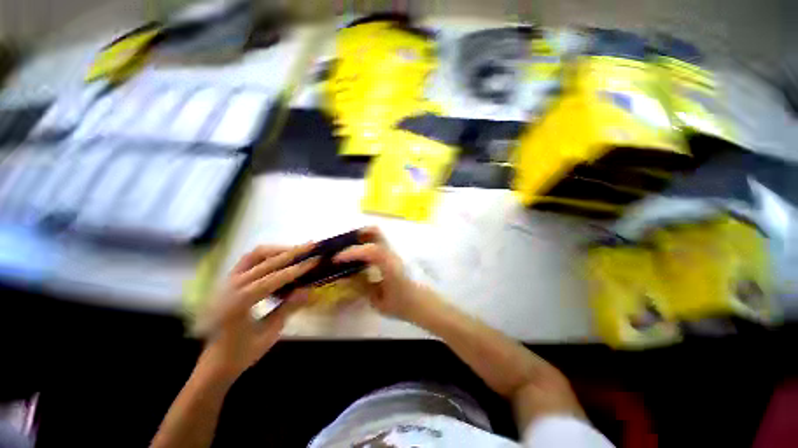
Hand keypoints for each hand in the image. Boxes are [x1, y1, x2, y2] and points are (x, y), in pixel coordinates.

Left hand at [198, 244, 318, 381]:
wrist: (214, 362)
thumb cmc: (242, 353)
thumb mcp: (270, 333)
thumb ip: (289, 307)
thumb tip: (309, 288)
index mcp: (238, 303)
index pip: (272, 279)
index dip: (296, 269)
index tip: (315, 260)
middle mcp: (230, 287)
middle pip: (265, 261)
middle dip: (292, 253)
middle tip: (312, 246)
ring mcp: (227, 281)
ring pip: (255, 255)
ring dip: (279, 250)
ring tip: (299, 250)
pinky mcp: (229, 280)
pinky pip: (249, 259)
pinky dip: (267, 254)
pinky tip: (281, 257)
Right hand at [334, 227, 426, 320]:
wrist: (424, 304)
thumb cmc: (403, 305)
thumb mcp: (379, 301)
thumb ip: (362, 287)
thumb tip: (345, 277)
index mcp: (391, 265)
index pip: (370, 250)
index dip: (351, 252)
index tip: (337, 259)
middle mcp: (394, 253)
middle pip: (376, 232)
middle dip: (357, 235)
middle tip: (343, 245)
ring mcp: (396, 252)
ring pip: (378, 235)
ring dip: (362, 238)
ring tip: (350, 251)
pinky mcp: (396, 254)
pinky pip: (379, 243)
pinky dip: (368, 244)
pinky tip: (362, 258)